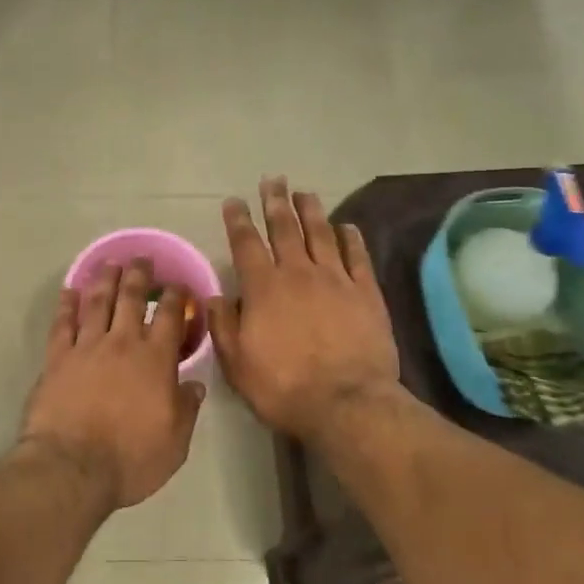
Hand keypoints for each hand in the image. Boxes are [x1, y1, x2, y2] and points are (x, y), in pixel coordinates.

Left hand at [20, 259, 205, 512]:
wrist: (72, 467)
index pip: (169, 316)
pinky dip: (66, 305)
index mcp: (155, 360)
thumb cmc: (130, 459)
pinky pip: (62, 323)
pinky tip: (69, 292)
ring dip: (105, 279)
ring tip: (110, 264)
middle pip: (131, 298)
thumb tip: (195, 385)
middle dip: (139, 275)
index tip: (178, 286)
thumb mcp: (175, 443)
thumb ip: (186, 409)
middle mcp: (122, 343)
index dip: (176, 297)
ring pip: (97, 302)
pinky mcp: (57, 357)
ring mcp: (86, 347)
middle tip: (142, 259)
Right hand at [208, 177, 398, 444]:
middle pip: (284, 228)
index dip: (238, 220)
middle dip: (275, 202)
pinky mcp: (366, 293)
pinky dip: (350, 238)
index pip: (246, 243)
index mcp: (263, 288)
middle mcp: (298, 273)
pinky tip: (346, 226)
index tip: (233, 201)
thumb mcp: (237, 364)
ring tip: (304, 192)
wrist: (347, 404)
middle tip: (273, 180)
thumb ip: (224, 326)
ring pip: (320, 233)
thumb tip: (216, 297)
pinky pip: (357, 256)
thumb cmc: (284, 387)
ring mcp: (336, 279)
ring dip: (310, 210)